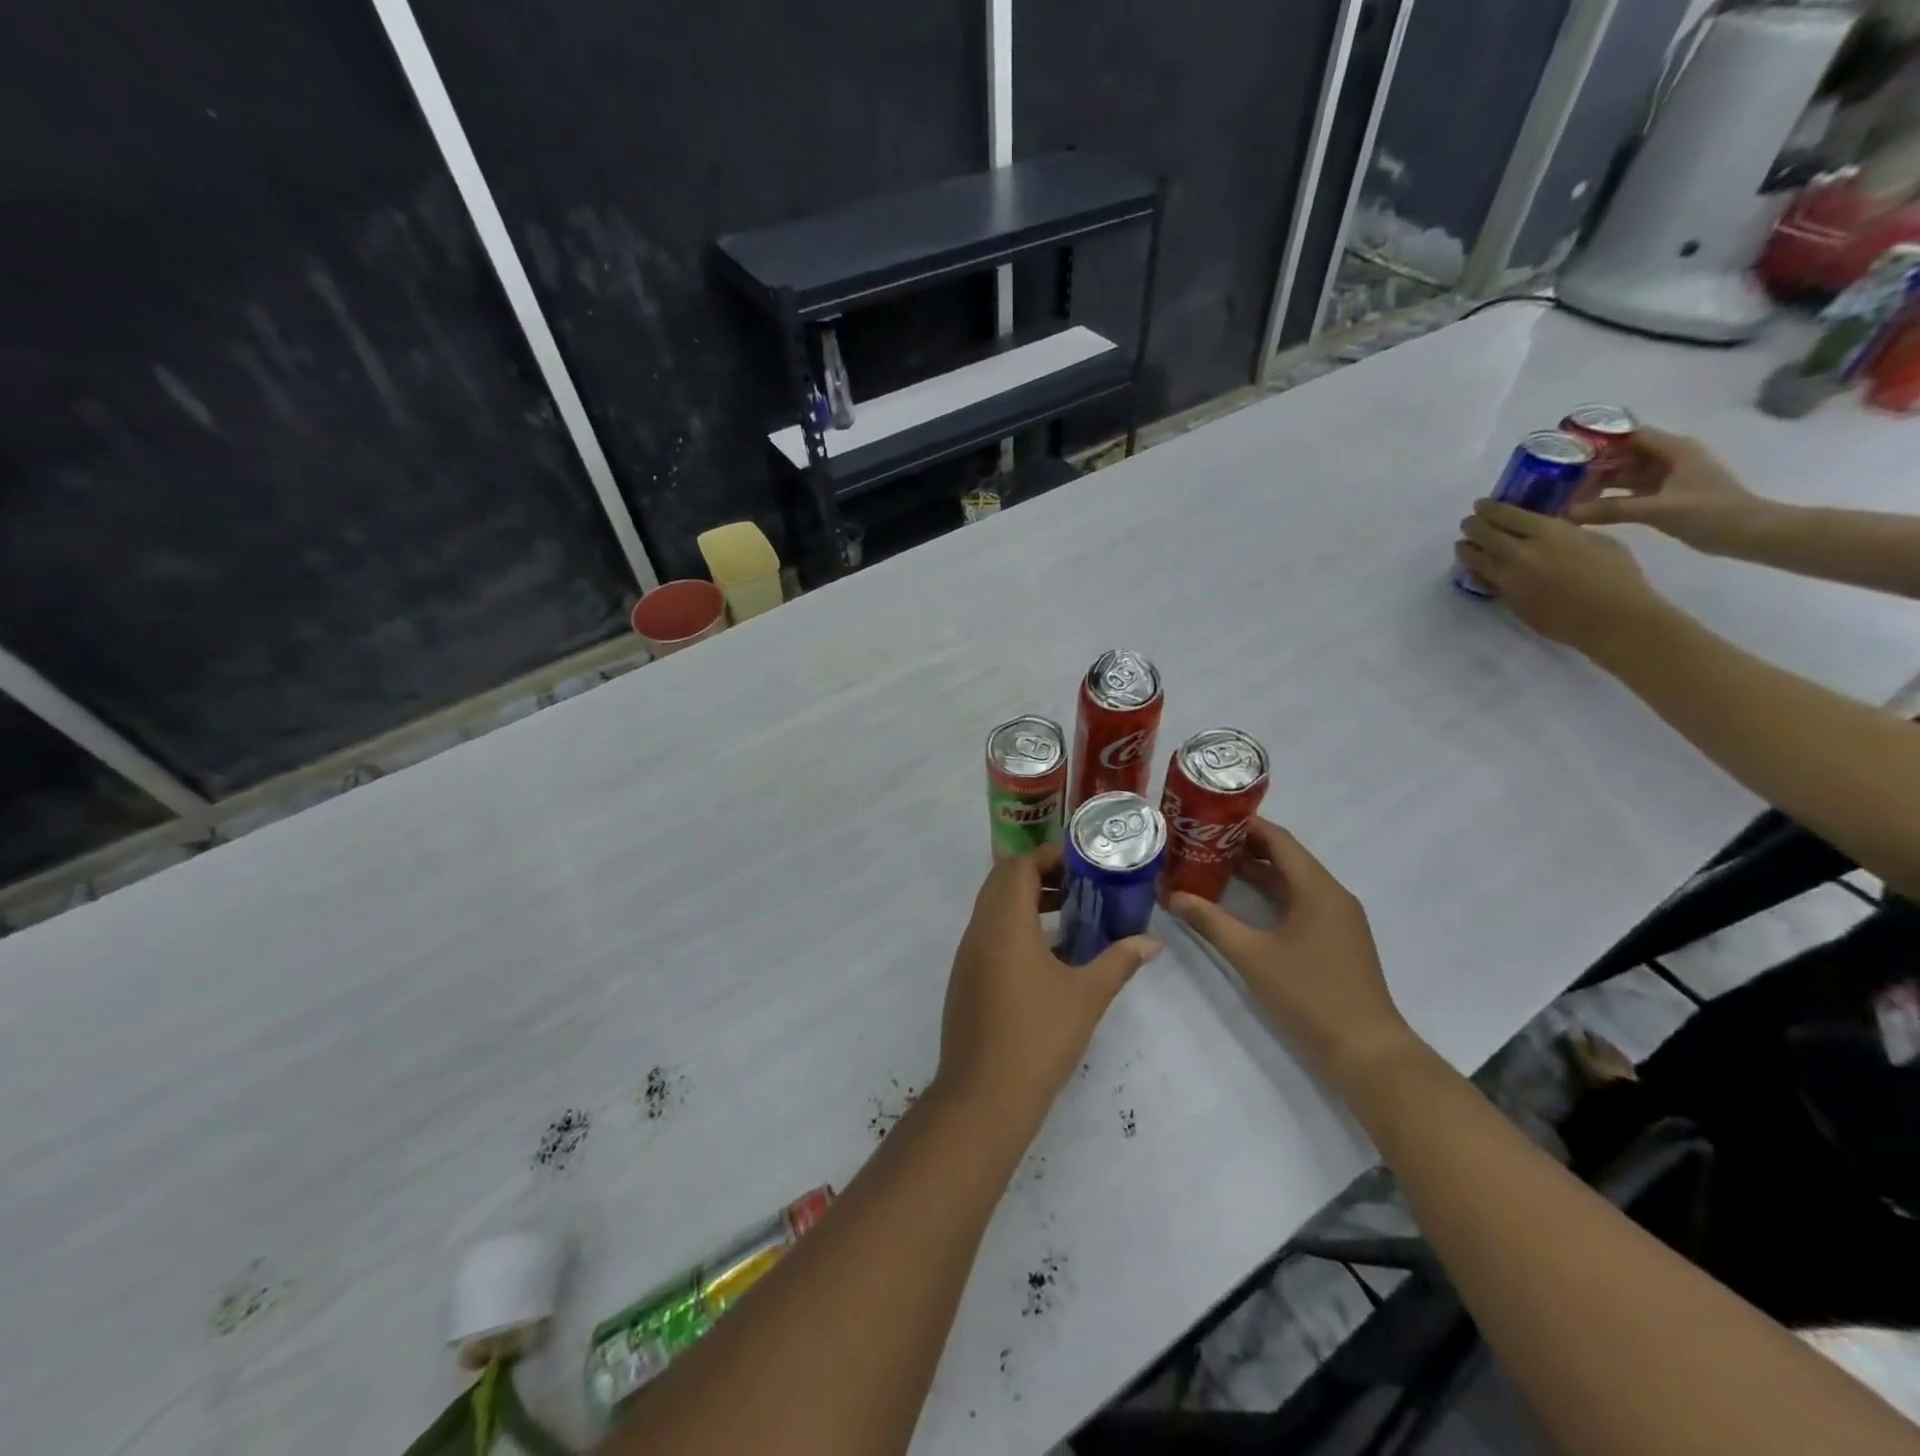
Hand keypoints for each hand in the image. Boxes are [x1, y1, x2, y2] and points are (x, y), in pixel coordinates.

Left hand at [937, 846, 1159, 1130]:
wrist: (983, 1097)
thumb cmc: (1038, 1038)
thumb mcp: (1087, 996)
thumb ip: (1119, 961)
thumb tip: (1152, 942)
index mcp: (1005, 924)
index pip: (1019, 866)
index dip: (1049, 857)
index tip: (1083, 863)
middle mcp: (979, 930)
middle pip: (1002, 881)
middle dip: (1040, 875)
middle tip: (1080, 885)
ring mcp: (968, 955)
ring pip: (993, 908)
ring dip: (1026, 901)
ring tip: (1070, 915)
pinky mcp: (965, 978)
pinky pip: (988, 933)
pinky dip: (1015, 927)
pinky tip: (1049, 955)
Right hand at [1169, 819, 1410, 1085]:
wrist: (1366, 1051)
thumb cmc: (1308, 994)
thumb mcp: (1251, 955)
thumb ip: (1210, 922)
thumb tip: (1171, 896)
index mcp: (1317, 888)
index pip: (1279, 840)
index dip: (1243, 825)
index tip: (1207, 818)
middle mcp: (1332, 894)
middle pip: (1286, 857)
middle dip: (1244, 847)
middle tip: (1201, 841)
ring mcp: (1338, 918)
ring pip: (1293, 880)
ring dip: (1257, 871)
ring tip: (1212, 865)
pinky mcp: (1337, 938)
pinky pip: (1300, 901)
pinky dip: (1271, 894)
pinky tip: (1242, 902)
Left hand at [1456, 501, 1670, 659]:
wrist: (1609, 618)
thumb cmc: (1616, 575)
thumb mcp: (1596, 540)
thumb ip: (1564, 532)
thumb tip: (1545, 530)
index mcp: (1548, 533)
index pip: (1507, 515)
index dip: (1490, 508)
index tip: (1480, 505)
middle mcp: (1521, 554)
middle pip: (1485, 535)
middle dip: (1473, 526)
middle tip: (1468, 522)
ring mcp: (1508, 579)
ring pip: (1475, 560)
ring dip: (1466, 549)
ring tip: (1462, 544)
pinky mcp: (1505, 599)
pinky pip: (1482, 581)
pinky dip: (1474, 571)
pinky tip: (1472, 567)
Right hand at [1569, 426, 1766, 555]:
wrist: (1747, 533)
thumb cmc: (1710, 512)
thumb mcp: (1657, 509)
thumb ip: (1611, 510)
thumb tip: (1566, 514)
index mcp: (1674, 450)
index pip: (1630, 435)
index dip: (1600, 440)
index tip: (1566, 451)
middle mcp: (1668, 459)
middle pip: (1623, 456)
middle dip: (1592, 466)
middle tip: (1556, 480)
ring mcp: (1666, 479)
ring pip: (1623, 475)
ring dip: (1597, 484)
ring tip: (1563, 495)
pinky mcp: (1662, 497)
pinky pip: (1627, 493)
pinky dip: (1607, 499)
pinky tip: (1584, 509)